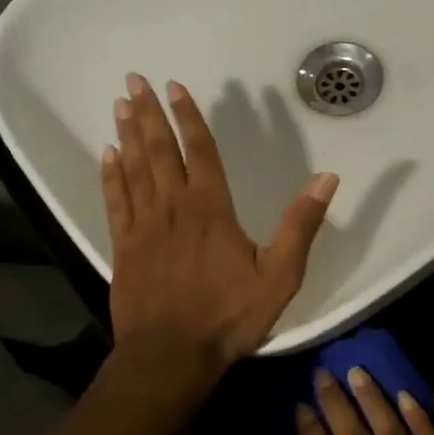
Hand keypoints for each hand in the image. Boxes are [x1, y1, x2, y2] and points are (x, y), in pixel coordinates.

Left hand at [101, 74, 337, 382]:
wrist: (170, 356)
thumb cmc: (228, 315)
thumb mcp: (279, 276)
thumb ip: (301, 226)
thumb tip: (327, 179)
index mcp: (210, 207)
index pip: (199, 149)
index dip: (188, 116)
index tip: (175, 87)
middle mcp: (173, 206)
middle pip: (158, 149)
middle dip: (149, 112)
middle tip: (135, 78)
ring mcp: (143, 225)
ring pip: (133, 168)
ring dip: (126, 134)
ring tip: (121, 103)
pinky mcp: (123, 246)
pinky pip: (114, 201)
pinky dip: (110, 175)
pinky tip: (106, 154)